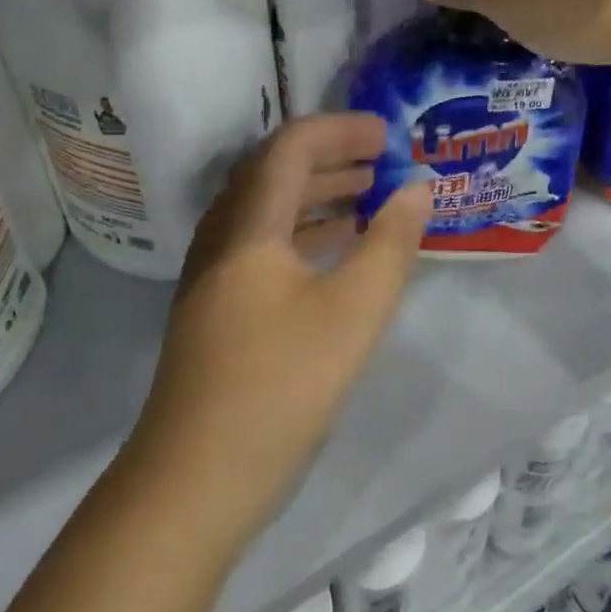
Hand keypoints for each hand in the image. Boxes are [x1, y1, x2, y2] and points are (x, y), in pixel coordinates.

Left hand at [129, 114, 432, 551]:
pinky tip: (336, 254)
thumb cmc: (279, 387)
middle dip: (332, 157)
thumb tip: (417, 190)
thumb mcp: (353, 313)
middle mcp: (222, 238)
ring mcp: (213, 276)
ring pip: (268, 211)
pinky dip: (304, 234)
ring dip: (317, 195)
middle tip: (383, 161)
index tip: (389, 135)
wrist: (194, 481)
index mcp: (248, 226)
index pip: (291, 147)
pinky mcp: (217, 309)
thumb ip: (390, 245)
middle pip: (274, 172)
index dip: (341, 130)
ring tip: (369, 197)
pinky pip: (263, 246)